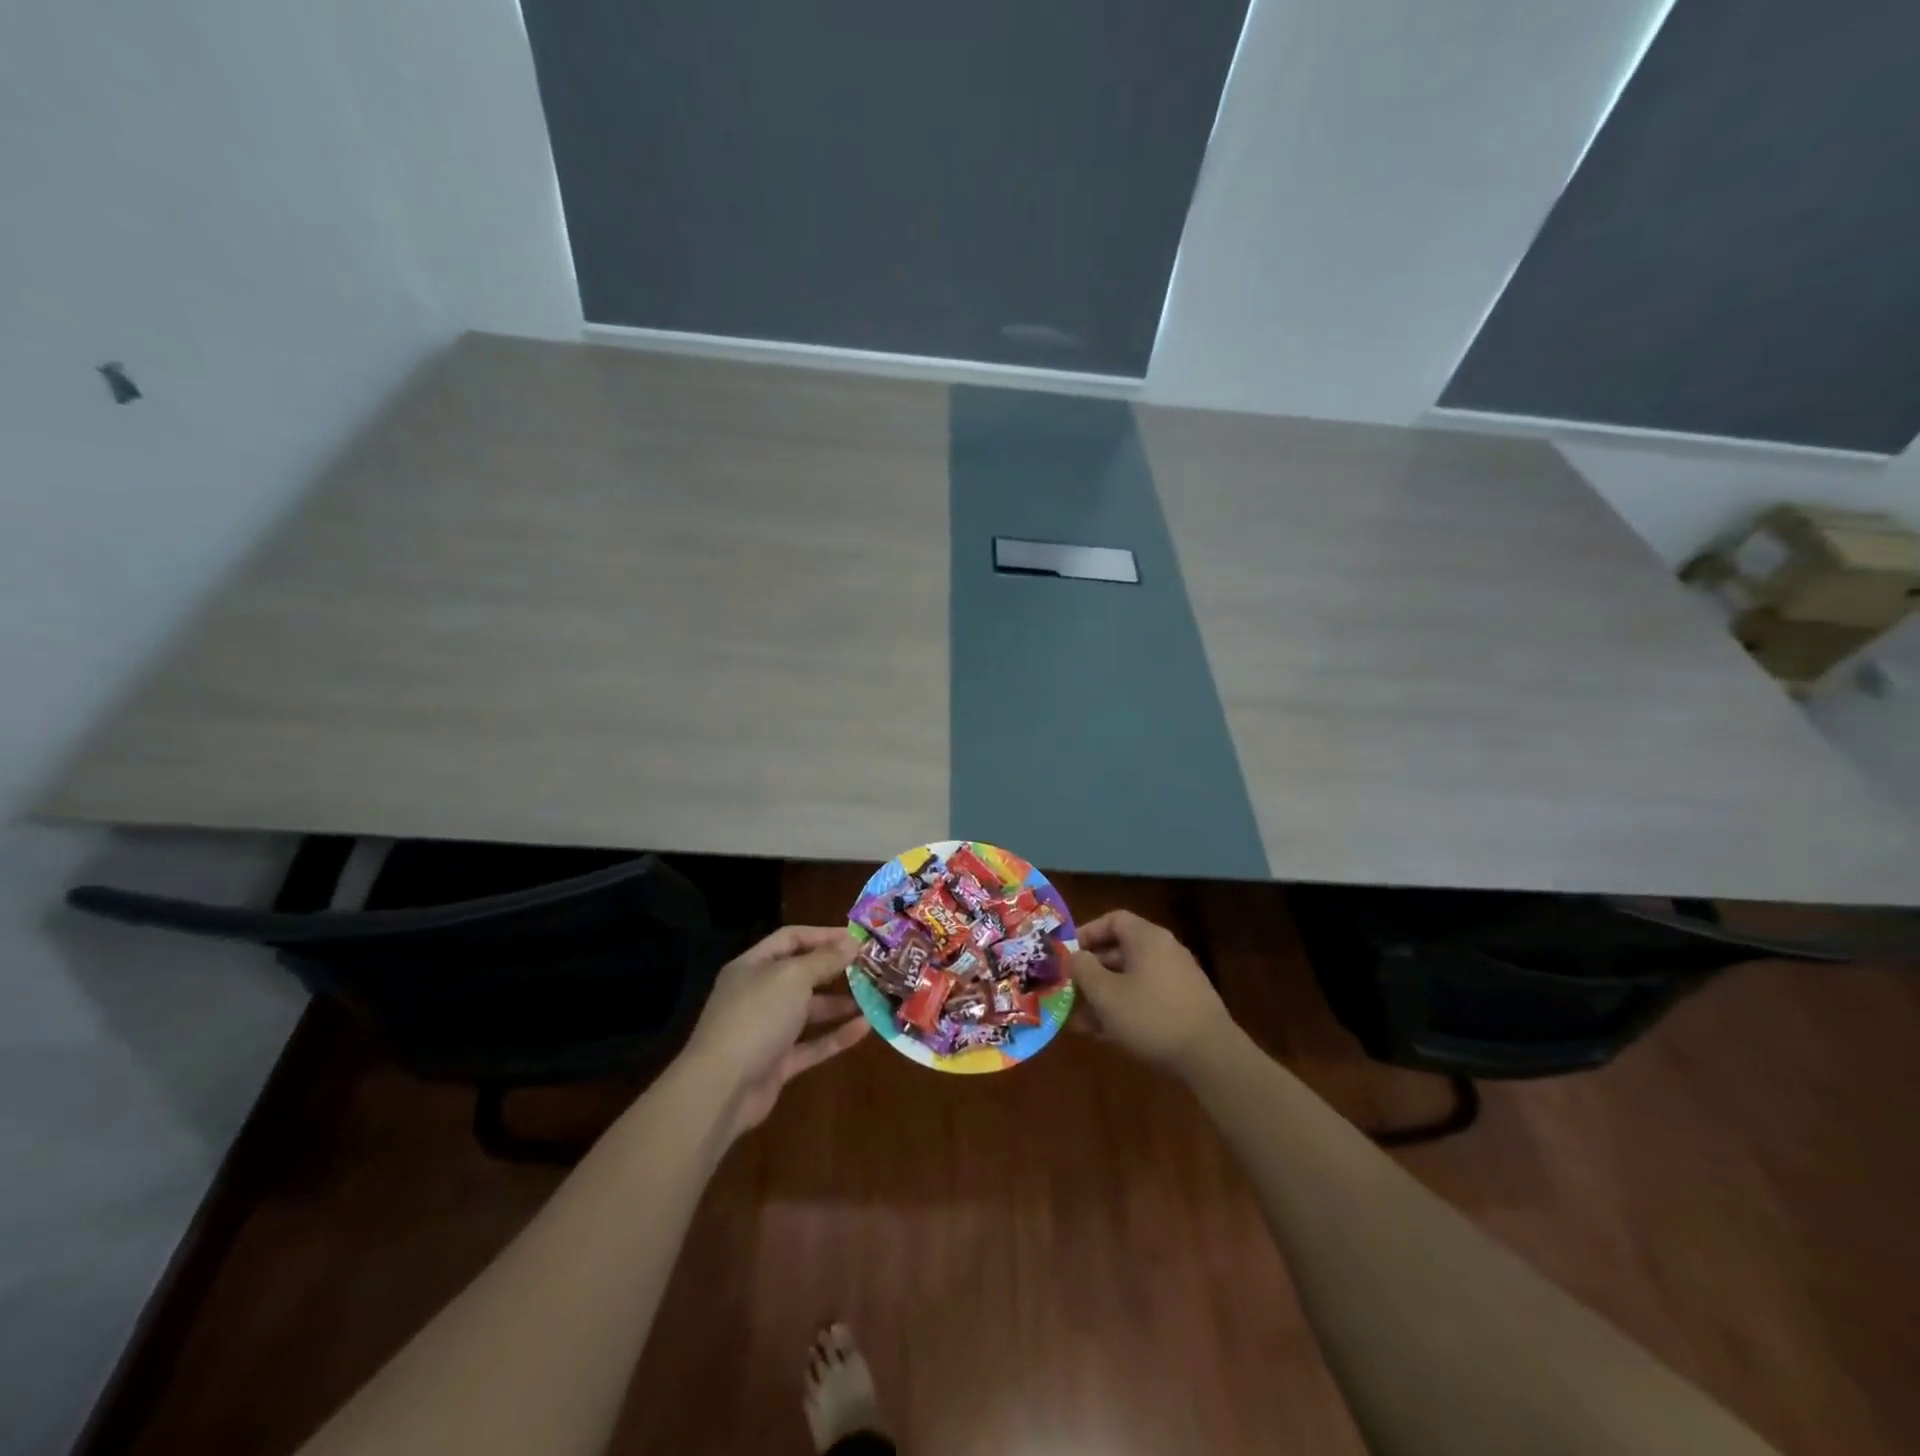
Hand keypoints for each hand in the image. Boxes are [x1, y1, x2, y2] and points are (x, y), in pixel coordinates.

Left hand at [683, 926, 870, 1139]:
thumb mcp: (793, 977)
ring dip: (840, 1004)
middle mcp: (758, 994)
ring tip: (874, 997)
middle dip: (834, 970)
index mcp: (753, 966)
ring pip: (808, 1011)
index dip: (823, 935)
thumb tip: (852, 942)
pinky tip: (865, 1028)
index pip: (791, 939)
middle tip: (870, 967)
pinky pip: (812, 1044)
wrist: (721, 1088)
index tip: (857, 938)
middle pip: (801, 975)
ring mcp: (767, 1031)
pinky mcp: (777, 1064)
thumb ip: (824, 960)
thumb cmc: (756, 1017)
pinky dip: (836, 1036)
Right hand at [1069, 910, 1239, 1078]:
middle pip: (1120, 951)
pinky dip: (1124, 1008)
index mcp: (1147, 939)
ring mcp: (1177, 979)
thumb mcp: (1106, 994)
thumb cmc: (1151, 1017)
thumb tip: (1074, 957)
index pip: (1113, 920)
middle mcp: (1164, 951)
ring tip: (1079, 1020)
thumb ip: (1083, 970)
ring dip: (1104, 995)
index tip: (1068, 955)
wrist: (1211, 1057)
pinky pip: (1145, 998)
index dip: (1087, 933)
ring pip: (1131, 979)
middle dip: (1091, 971)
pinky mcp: (1183, 1006)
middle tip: (1069, 990)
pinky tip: (1104, 1034)